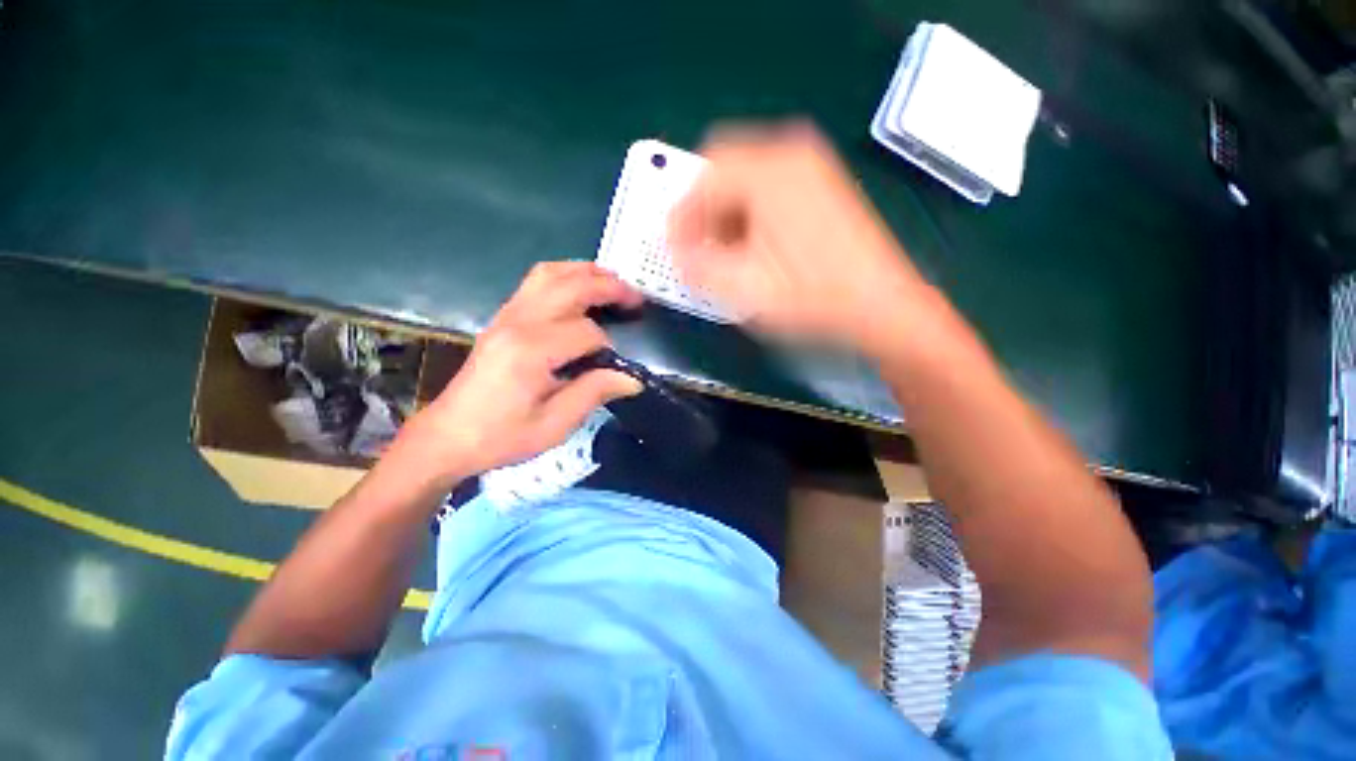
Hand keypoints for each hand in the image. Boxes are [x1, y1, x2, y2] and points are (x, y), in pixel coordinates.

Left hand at [393, 262, 643, 487]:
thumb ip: (593, 393)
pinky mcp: (502, 317)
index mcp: (531, 351)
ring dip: (586, 272)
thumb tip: (632, 379)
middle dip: (609, 288)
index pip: (586, 332)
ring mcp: (506, 315)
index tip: (613, 368)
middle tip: (636, 298)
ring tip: (613, 281)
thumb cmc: (501, 436)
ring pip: (551, 274)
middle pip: (571, 287)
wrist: (448, 436)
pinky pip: (536, 281)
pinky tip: (579, 286)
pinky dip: (564, 276)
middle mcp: (518, 322)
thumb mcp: (554, 425)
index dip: (607, 348)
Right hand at [668, 122, 933, 356]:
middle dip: (701, 212)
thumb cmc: (813, 299)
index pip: (702, 175)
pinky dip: (748, 213)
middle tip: (696, 249)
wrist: (881, 306)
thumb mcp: (744, 288)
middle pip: (722, 169)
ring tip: (723, 254)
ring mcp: (810, 166)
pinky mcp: (820, 185)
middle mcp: (791, 153)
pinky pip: (767, 188)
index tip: (673, 247)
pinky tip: (752, 247)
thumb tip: (676, 252)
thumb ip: (697, 266)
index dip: (679, 213)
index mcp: (769, 170)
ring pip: (744, 178)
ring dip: (724, 213)